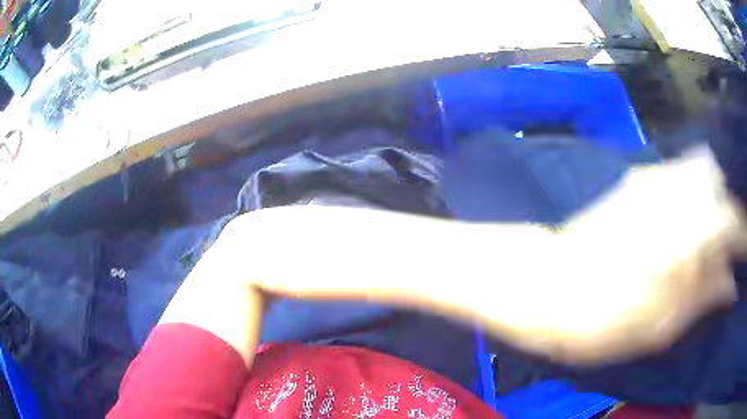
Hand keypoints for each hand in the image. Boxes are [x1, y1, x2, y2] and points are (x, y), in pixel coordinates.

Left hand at [528, 147, 742, 363]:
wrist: (547, 286)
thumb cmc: (605, 319)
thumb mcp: (663, 325)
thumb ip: (705, 296)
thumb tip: (730, 284)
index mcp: (690, 232)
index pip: (734, 221)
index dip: (744, 235)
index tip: (746, 251)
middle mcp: (677, 191)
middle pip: (719, 179)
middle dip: (730, 205)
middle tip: (730, 238)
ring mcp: (654, 178)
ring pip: (700, 169)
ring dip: (714, 194)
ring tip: (713, 230)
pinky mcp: (637, 180)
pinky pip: (679, 172)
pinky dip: (694, 188)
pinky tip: (691, 215)